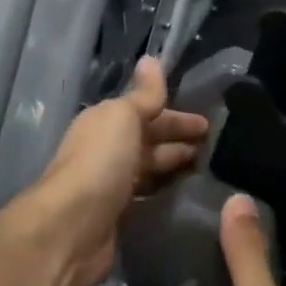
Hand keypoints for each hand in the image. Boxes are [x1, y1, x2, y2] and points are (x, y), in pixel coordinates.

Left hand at [2, 57, 208, 285]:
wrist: (71, 227)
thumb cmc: (100, 162)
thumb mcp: (123, 117)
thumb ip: (143, 94)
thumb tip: (151, 58)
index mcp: (105, 121)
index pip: (147, 112)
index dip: (177, 116)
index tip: (208, 123)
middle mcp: (104, 149)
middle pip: (147, 139)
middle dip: (177, 139)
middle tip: (214, 146)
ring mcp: (109, 183)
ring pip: (147, 168)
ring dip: (172, 164)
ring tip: (206, 169)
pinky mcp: (115, 216)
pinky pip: (145, 195)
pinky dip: (162, 190)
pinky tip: (183, 194)